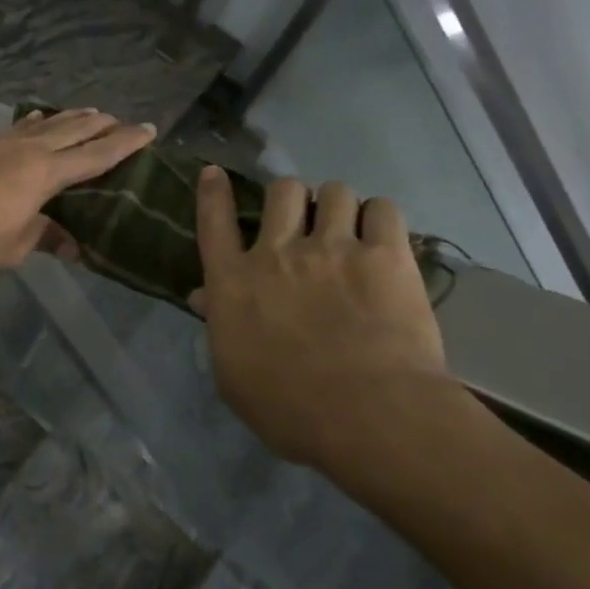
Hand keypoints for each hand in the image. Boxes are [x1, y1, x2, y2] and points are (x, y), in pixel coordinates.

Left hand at [0, 108, 156, 274]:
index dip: (125, 143)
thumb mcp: (16, 247)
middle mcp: (30, 149)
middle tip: (123, 120)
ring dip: (72, 117)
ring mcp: (4, 142)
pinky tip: (39, 118)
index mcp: (47, 174)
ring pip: (48, 123)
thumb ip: (46, 238)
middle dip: (103, 125)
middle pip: (75, 130)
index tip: (148, 130)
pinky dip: (37, 121)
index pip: (96, 155)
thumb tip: (72, 245)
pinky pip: (20, 126)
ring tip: (91, 112)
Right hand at [192, 169, 459, 471]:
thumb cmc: (288, 407)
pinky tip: (383, 236)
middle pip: (282, 190)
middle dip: (291, 198)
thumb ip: (219, 326)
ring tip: (348, 227)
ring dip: (338, 206)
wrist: (368, 415)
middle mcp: (278, 251)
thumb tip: (203, 297)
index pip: (215, 221)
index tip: (216, 173)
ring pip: (334, 191)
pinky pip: (384, 209)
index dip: (214, 193)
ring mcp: (333, 248)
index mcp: (234, 280)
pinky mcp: (386, 256)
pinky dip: (381, 217)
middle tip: (303, 221)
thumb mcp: (233, 374)